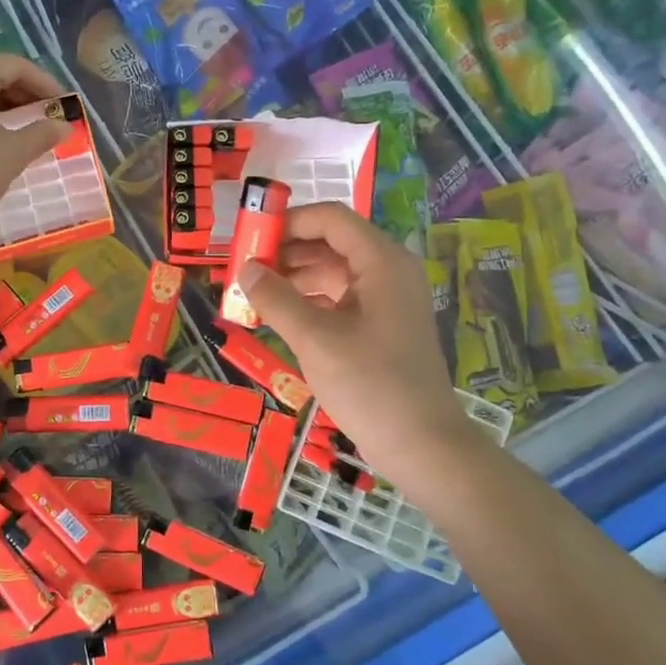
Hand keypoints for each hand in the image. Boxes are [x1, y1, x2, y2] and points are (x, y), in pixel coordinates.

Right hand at [236, 203, 483, 495]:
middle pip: (330, 244)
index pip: (331, 219)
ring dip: (293, 278)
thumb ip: (276, 299)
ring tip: (252, 293)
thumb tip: (244, 270)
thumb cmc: (370, 384)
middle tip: (244, 268)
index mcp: (382, 262)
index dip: (289, 222)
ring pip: (332, 272)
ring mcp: (385, 300)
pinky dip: (307, 301)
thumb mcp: (315, 339)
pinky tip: (277, 315)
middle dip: (286, 252)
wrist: (421, 445)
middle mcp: (387, 272)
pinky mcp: (379, 326)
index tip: (251, 237)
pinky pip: (338, 299)